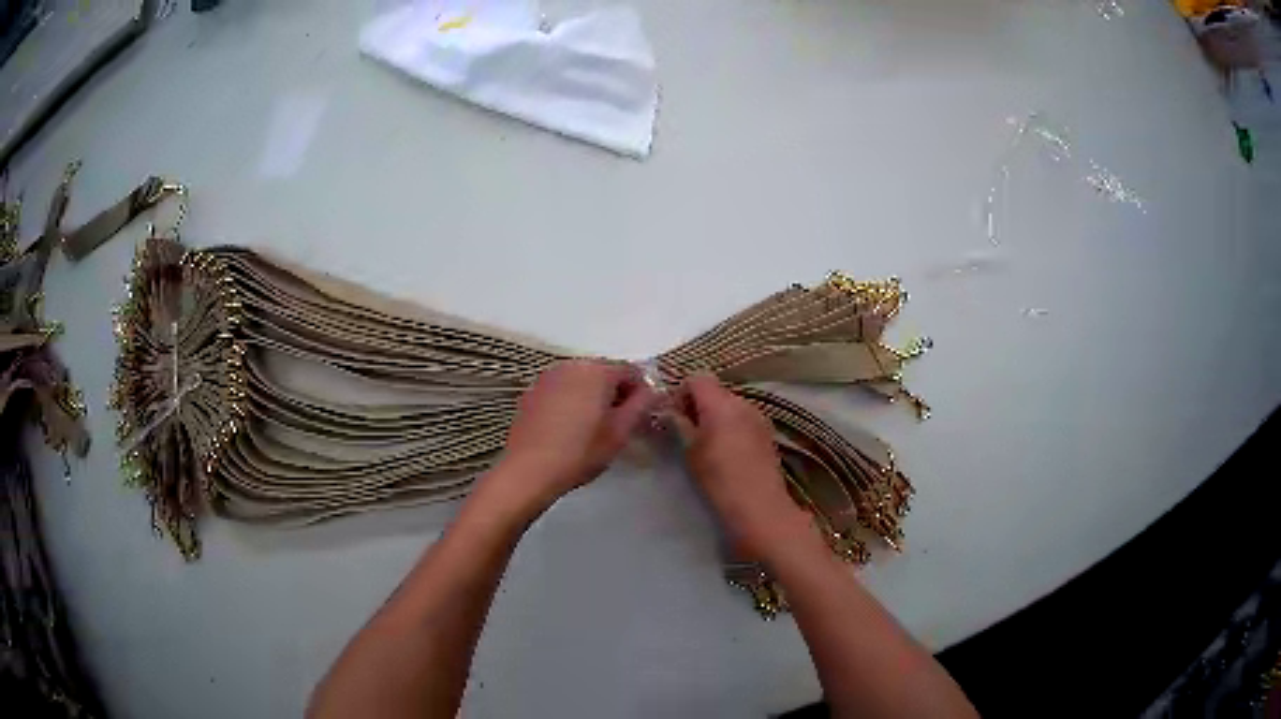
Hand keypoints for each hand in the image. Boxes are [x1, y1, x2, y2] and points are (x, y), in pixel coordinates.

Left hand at [482, 360, 657, 518]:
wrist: (529, 469)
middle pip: (604, 372)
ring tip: (593, 427)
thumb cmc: (581, 451)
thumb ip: (641, 406)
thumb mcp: (620, 432)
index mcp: (597, 371)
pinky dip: (570, 401)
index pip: (631, 371)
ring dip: (592, 396)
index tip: (641, 416)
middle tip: (619, 423)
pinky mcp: (532, 392)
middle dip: (615, 393)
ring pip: (581, 381)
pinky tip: (568, 428)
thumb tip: (654, 391)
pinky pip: (561, 390)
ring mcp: (548, 377)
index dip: (641, 392)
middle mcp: (571, 365)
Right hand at [674, 374, 811, 558]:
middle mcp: (743, 403)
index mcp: (721, 404)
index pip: (697, 378)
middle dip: (698, 404)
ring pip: (730, 404)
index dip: (682, 392)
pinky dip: (732, 426)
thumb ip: (679, 425)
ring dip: (716, 415)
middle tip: (686, 431)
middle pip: (715, 390)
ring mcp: (759, 416)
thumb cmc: (719, 480)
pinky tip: (728, 452)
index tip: (673, 416)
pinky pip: (744, 418)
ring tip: (707, 444)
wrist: (760, 508)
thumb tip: (670, 411)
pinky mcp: (768, 432)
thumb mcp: (691, 453)